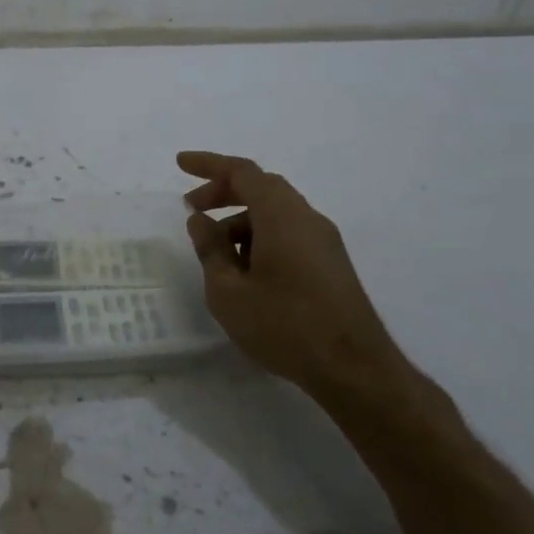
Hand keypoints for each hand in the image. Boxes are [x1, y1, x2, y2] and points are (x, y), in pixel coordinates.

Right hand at [179, 151, 420, 415]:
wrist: (353, 368)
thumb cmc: (283, 325)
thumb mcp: (228, 290)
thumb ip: (210, 249)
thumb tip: (201, 220)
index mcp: (282, 215)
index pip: (242, 172)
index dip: (209, 164)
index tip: (180, 164)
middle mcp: (307, 218)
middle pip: (262, 188)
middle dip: (223, 192)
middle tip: (191, 209)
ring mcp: (324, 241)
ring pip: (275, 213)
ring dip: (240, 220)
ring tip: (213, 252)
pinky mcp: (330, 264)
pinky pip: (289, 234)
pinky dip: (260, 238)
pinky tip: (244, 272)